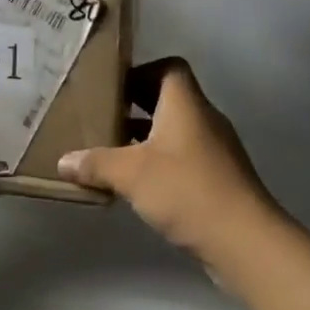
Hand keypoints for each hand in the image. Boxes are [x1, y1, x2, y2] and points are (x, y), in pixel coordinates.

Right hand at [58, 57, 279, 263]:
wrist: (246, 242)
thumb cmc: (187, 190)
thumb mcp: (131, 174)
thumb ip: (96, 163)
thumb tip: (63, 161)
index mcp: (186, 104)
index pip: (168, 67)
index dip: (141, 71)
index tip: (113, 88)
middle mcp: (203, 119)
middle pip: (168, 98)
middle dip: (135, 106)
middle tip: (103, 117)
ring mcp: (215, 150)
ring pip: (175, 130)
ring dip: (147, 137)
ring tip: (113, 152)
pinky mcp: (219, 179)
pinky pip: (184, 158)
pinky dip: (161, 163)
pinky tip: (139, 185)